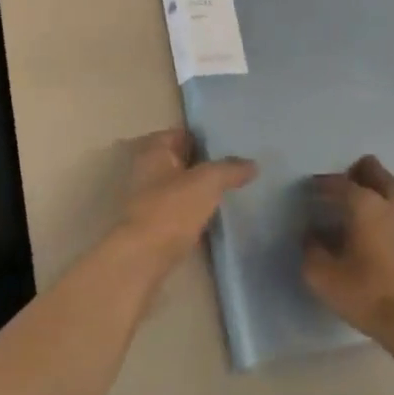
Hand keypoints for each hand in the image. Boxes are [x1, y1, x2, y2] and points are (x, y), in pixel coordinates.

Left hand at [117, 128, 255, 270]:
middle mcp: (143, 170)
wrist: (140, 259)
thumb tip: (253, 164)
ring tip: (226, 193)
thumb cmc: (170, 209)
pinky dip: (190, 212)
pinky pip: (175, 211)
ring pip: (176, 187)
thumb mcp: (207, 182)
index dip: (204, 139)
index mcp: (152, 150)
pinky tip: (210, 219)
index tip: (229, 146)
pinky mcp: (148, 226)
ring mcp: (143, 199)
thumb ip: (230, 169)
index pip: (181, 134)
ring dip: (196, 191)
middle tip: (232, 169)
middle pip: (178, 161)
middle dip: (201, 165)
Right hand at [303, 156, 393, 340]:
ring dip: (379, 192)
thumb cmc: (373, 297)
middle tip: (343, 192)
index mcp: (365, 204)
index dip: (323, 184)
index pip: (339, 182)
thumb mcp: (326, 280)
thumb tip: (311, 236)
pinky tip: (389, 236)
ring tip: (366, 215)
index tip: (312, 190)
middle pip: (374, 170)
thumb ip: (312, 252)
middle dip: (356, 173)